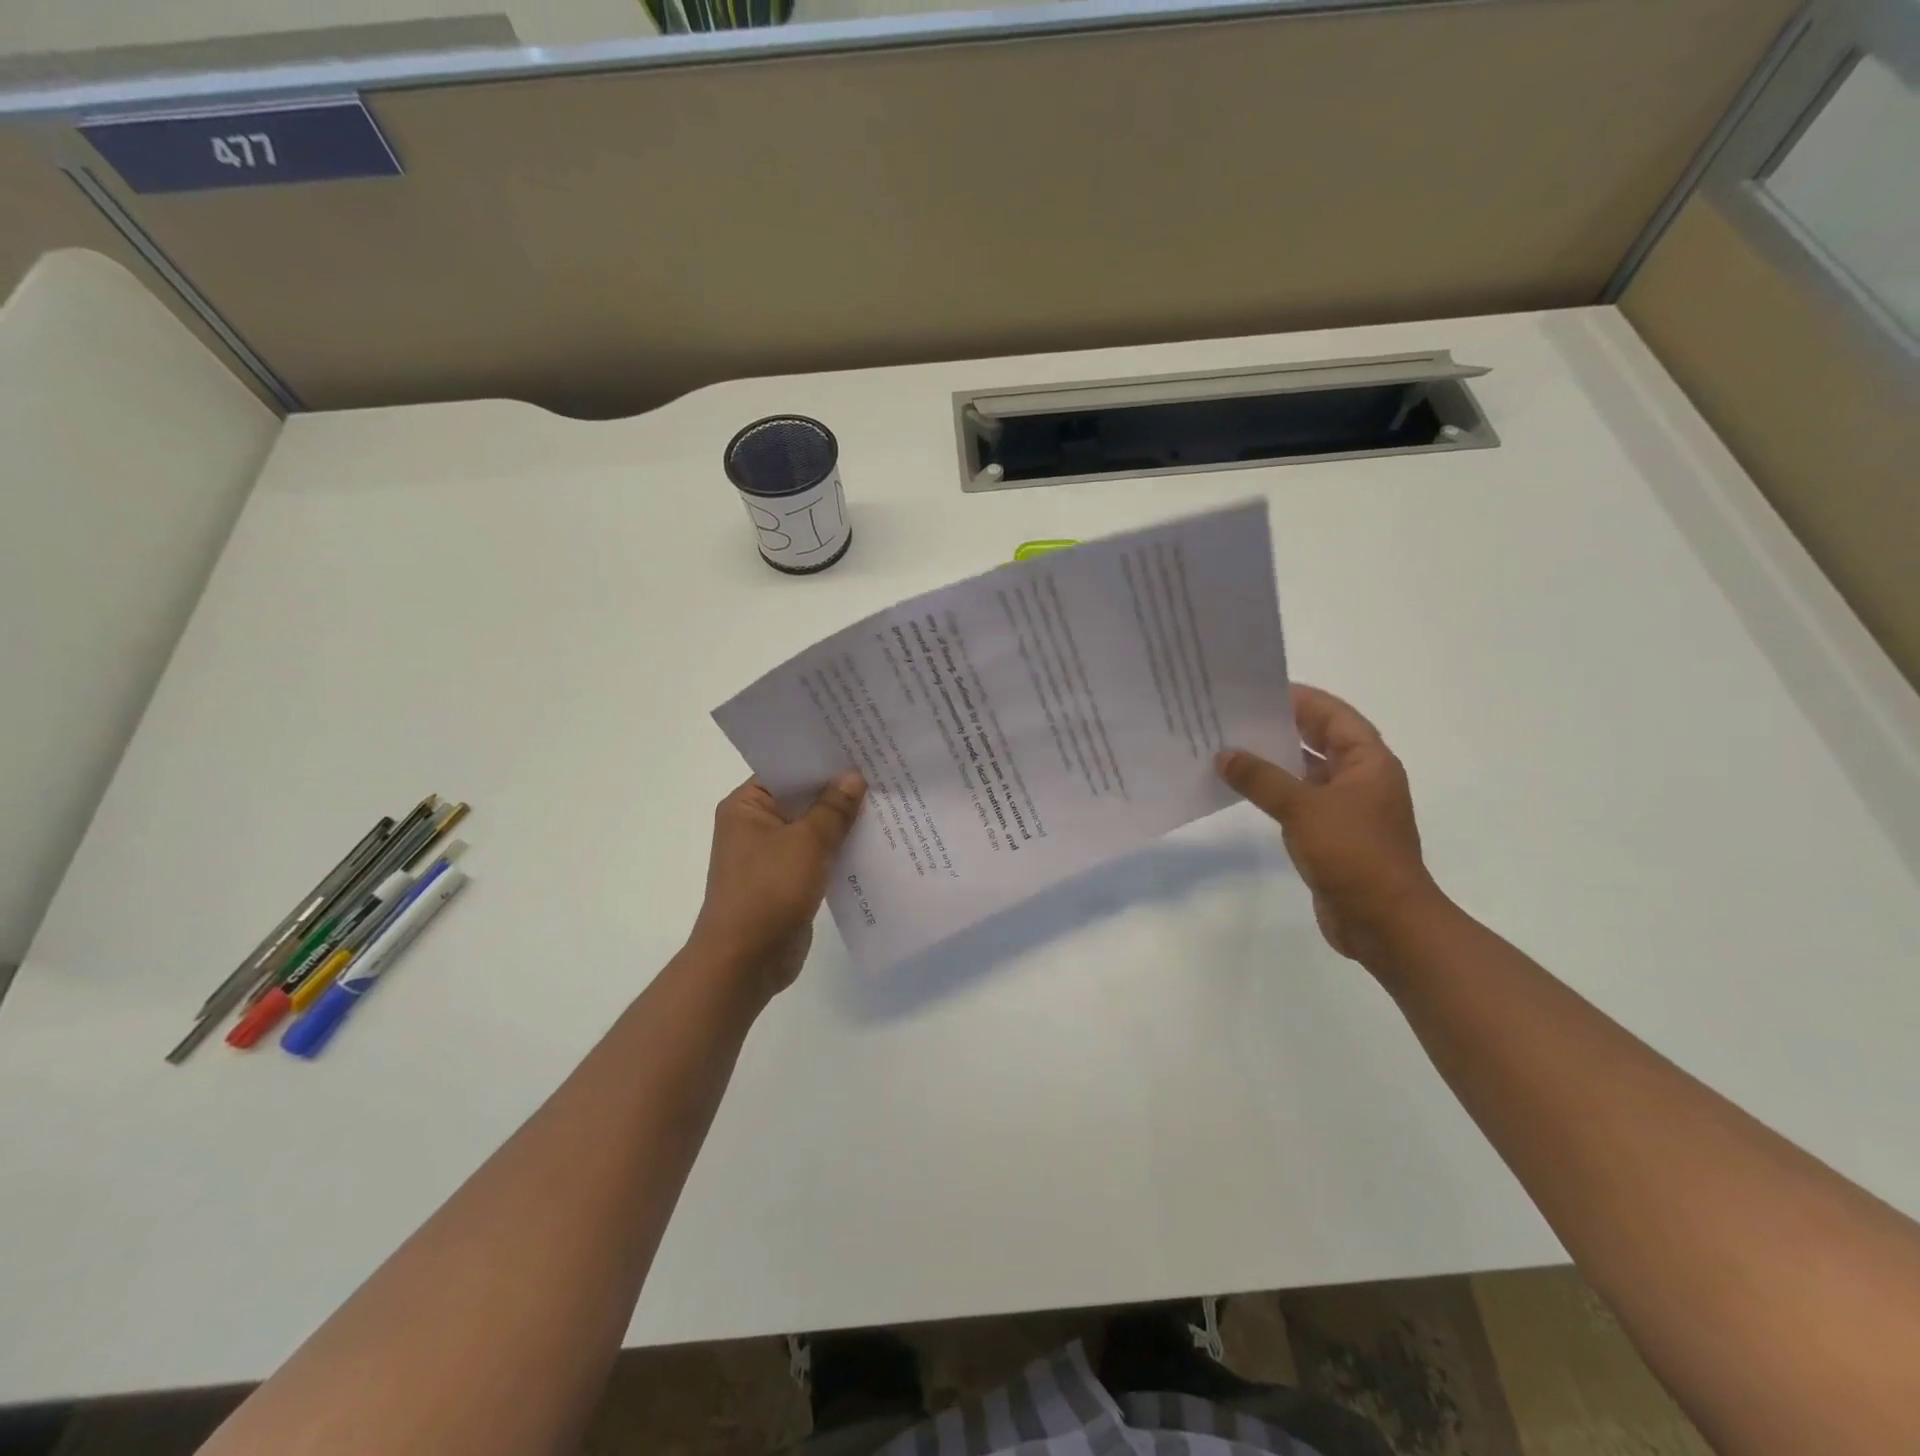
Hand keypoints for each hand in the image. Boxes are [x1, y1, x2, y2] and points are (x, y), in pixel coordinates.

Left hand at [689, 773, 866, 997]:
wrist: (746, 961)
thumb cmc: (769, 890)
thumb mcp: (807, 842)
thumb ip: (833, 808)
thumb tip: (853, 776)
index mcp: (747, 806)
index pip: (787, 770)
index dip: (822, 759)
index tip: (859, 746)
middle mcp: (756, 825)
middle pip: (802, 798)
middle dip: (838, 790)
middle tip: (881, 769)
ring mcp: (772, 855)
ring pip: (813, 828)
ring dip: (843, 821)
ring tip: (886, 800)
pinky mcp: (788, 881)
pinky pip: (818, 855)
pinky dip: (840, 849)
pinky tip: (874, 840)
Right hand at [1216, 684, 1440, 962]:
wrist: (1383, 922)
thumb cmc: (1352, 853)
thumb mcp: (1303, 808)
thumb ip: (1262, 779)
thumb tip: (1225, 755)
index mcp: (1368, 762)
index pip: (1333, 715)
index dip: (1300, 699)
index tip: (1259, 690)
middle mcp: (1361, 779)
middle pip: (1319, 740)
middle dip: (1281, 728)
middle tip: (1235, 716)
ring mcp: (1347, 809)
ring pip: (1306, 772)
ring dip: (1274, 762)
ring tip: (1230, 748)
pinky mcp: (1332, 835)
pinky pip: (1299, 801)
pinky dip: (1274, 792)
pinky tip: (1242, 789)